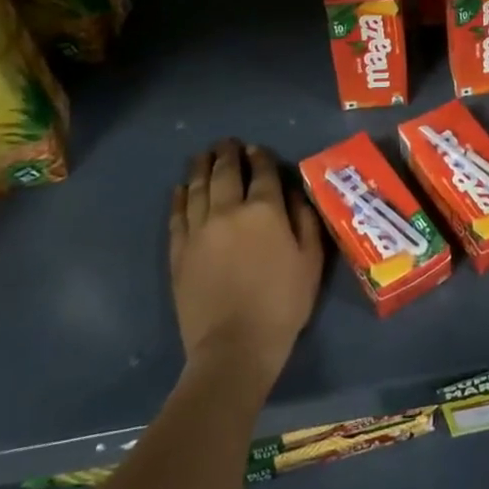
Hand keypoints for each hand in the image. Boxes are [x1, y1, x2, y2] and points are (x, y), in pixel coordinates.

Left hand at [170, 140, 324, 390]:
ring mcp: (199, 230)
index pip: (262, 172)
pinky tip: (180, 188)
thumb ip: (305, 220)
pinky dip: (179, 197)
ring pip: (197, 188)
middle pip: (225, 173)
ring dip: (201, 167)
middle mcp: (229, 211)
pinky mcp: (178, 251)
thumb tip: (293, 192)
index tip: (257, 148)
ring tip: (203, 155)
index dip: (260, 157)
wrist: (234, 346)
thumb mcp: (311, 261)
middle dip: (227, 154)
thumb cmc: (283, 302)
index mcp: (265, 210)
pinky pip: (177, 215)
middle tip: (227, 143)